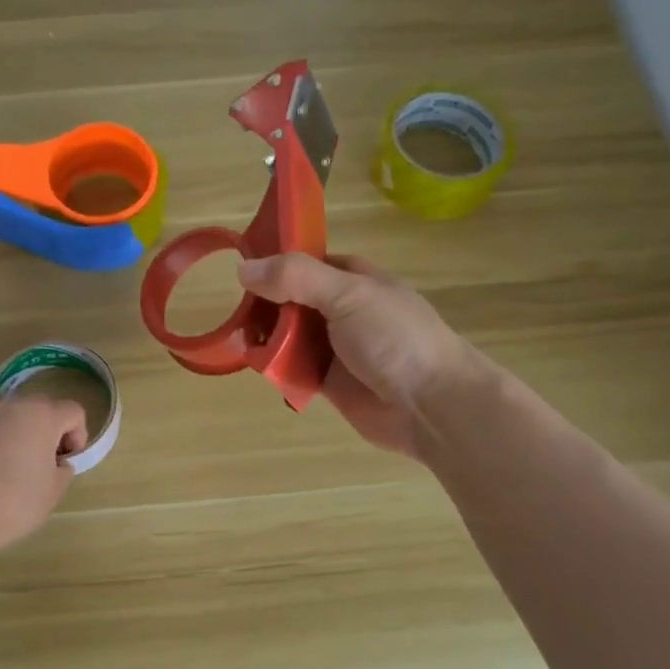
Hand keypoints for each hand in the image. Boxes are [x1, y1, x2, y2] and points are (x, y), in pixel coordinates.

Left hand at [0, 395, 86, 554]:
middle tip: (49, 463)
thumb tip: (57, 462)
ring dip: (28, 435)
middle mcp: (14, 407)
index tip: (67, 462)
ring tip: (23, 468)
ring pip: (19, 417)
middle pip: (45, 408)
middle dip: (53, 431)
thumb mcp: (54, 490)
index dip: (78, 436)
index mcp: (42, 415)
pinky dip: (6, 442)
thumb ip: (64, 469)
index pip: (74, 412)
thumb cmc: (15, 502)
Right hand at [237, 252, 495, 457]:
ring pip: (288, 337)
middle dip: (264, 305)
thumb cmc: (395, 338)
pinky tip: (258, 367)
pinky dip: (275, 368)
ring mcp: (336, 348)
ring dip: (266, 338)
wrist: (431, 405)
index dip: (275, 264)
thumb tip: (243, 269)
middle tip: (238, 314)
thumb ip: (296, 278)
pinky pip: (292, 370)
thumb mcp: (348, 295)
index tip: (240, 269)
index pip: (305, 263)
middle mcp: (343, 310)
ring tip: (243, 342)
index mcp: (354, 279)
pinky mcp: (328, 383)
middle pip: (291, 301)